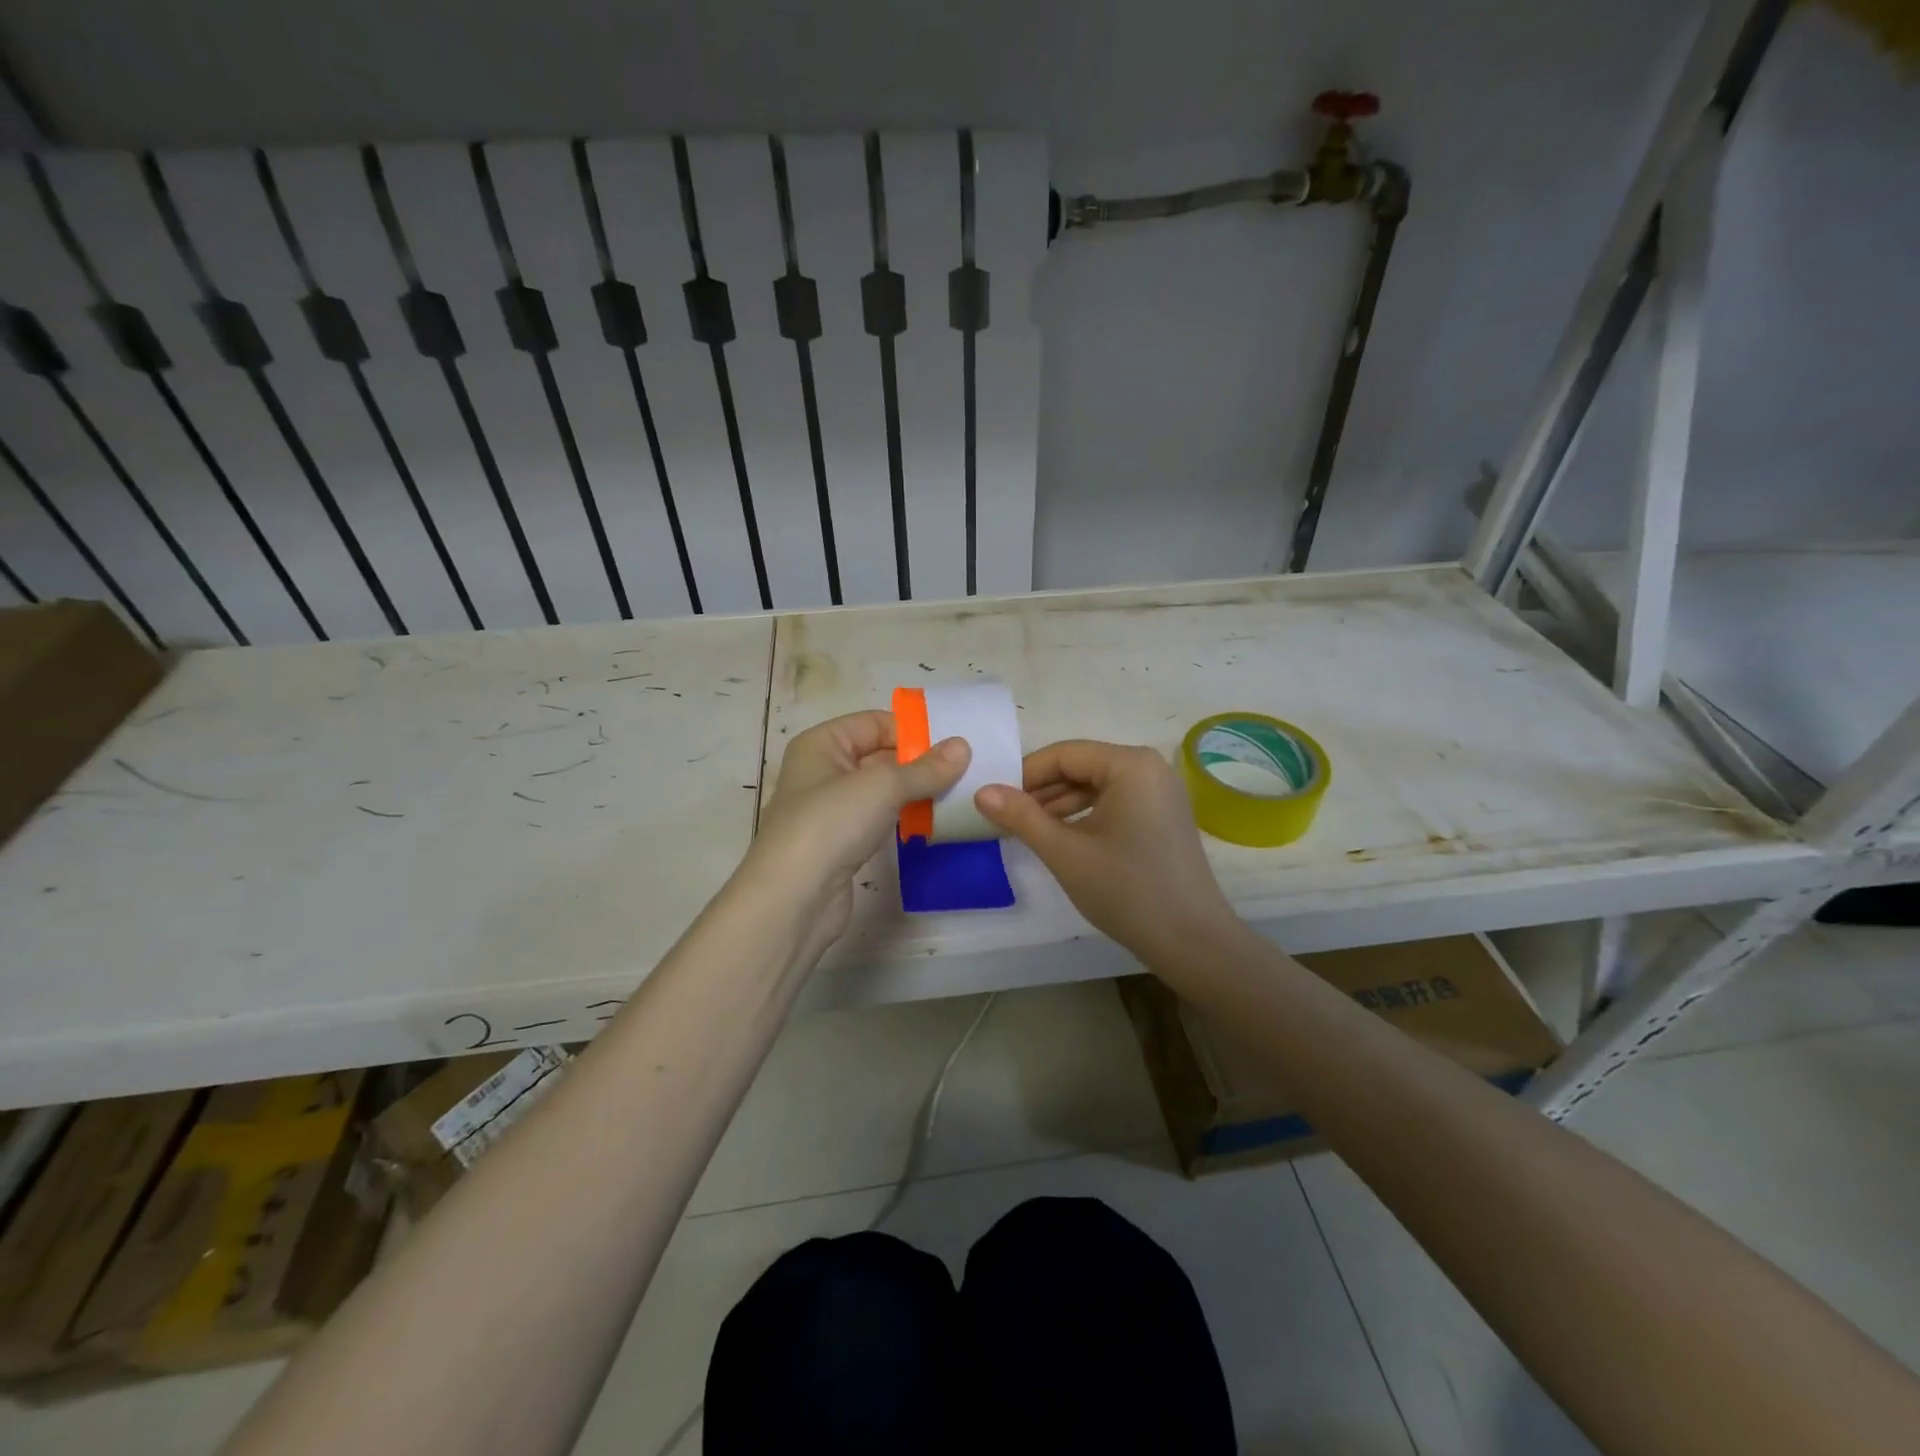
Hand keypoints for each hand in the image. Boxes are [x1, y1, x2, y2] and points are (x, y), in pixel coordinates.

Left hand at [744, 710, 969, 959]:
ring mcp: (831, 810)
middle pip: (879, 756)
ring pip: (881, 791)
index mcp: (822, 744)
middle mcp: (822, 771)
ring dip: (915, 793)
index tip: (953, 746)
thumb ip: (925, 768)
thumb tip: (963, 746)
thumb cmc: (831, 823)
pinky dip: (903, 818)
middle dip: (919, 763)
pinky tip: (933, 824)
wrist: (793, 898)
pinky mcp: (841, 844)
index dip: (912, 731)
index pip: (874, 723)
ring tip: (958, 796)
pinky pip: (879, 819)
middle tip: (965, 771)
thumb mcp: (883, 785)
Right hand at [974, 740, 1239, 967]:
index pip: (1063, 754)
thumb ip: (1021, 817)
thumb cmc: (1126, 890)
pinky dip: (1085, 815)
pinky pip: (1114, 801)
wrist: (1192, 941)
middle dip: (1041, 791)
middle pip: (1081, 766)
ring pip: (1096, 785)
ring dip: (1060, 804)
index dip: (1024, 775)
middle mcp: (1149, 766)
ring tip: (1026, 830)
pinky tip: (1061, 837)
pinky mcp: (1163, 814)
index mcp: (1130, 764)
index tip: (994, 801)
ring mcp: (1160, 790)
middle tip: (1005, 818)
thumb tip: (981, 791)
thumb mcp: (1065, 852)